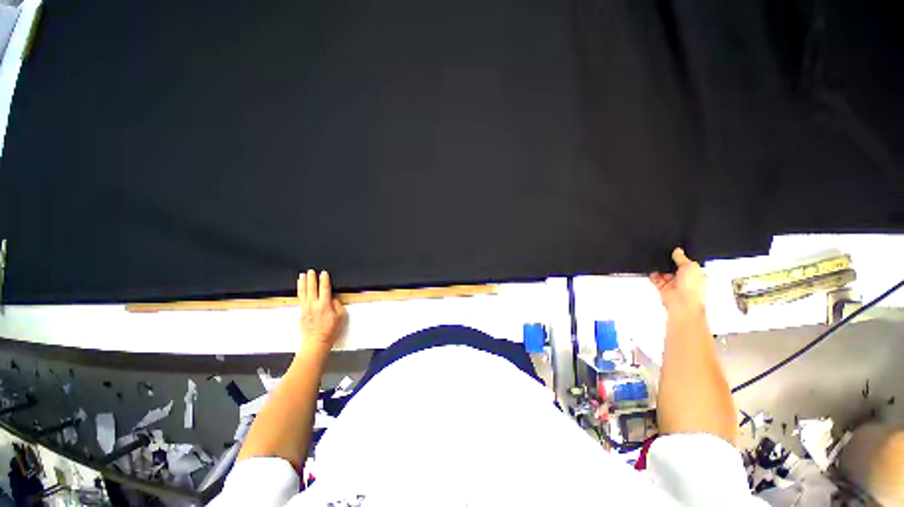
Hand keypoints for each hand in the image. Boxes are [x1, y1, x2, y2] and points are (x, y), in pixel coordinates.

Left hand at [298, 270, 345, 354]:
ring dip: (302, 283)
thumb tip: (333, 299)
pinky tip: (300, 290)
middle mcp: (313, 305)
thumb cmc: (330, 332)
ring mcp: (305, 309)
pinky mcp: (300, 313)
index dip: (324, 279)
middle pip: (311, 288)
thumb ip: (337, 305)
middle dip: (311, 278)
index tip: (324, 273)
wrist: (316, 343)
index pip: (324, 288)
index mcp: (324, 305)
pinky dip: (299, 292)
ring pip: (303, 293)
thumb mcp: (341, 317)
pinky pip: (300, 299)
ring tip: (302, 276)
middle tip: (310, 271)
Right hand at [650, 248, 705, 314]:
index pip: (686, 262)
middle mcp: (684, 279)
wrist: (682, 302)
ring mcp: (673, 283)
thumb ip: (681, 257)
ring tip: (657, 264)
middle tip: (664, 258)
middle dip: (668, 263)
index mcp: (695, 273)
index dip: (680, 257)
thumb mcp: (690, 266)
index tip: (673, 252)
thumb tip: (678, 250)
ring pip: (663, 272)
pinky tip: (652, 271)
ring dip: (660, 269)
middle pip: (673, 267)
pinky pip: (655, 279)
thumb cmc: (692, 288)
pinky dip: (652, 275)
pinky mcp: (663, 287)